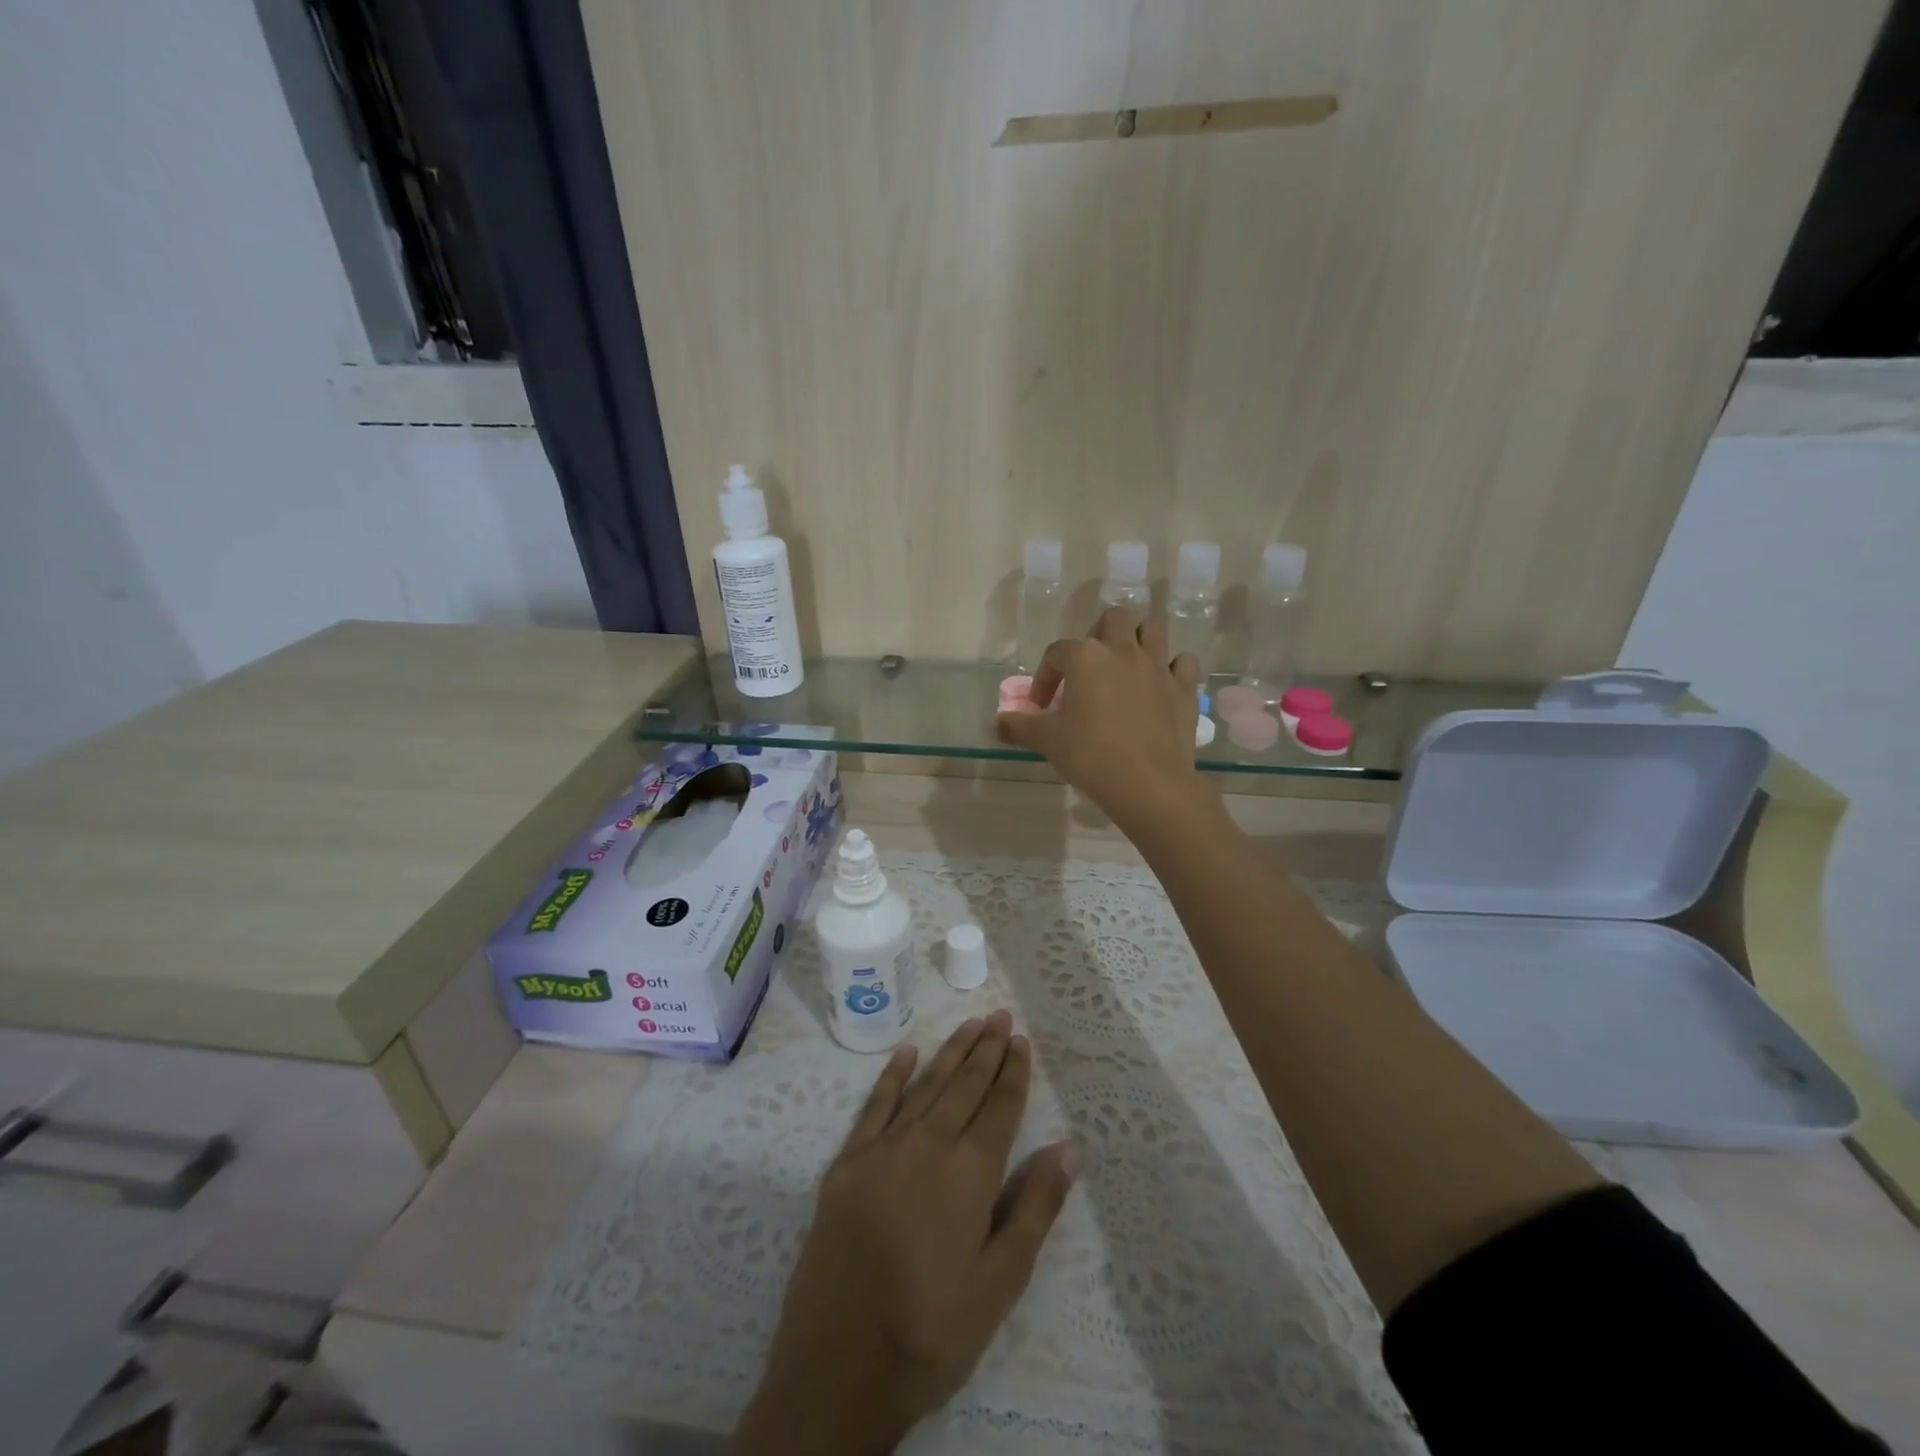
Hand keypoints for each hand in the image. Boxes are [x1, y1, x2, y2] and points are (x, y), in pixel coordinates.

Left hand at [731, 1011, 1077, 1454]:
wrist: (838, 1367)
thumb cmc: (931, 1331)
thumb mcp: (1000, 1283)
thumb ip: (1035, 1208)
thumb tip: (1067, 1147)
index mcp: (970, 1172)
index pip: (999, 1107)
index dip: (1013, 1072)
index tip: (1022, 1041)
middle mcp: (928, 1144)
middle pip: (964, 1085)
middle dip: (986, 1049)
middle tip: (1001, 1016)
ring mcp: (882, 1149)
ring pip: (925, 1085)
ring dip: (950, 1052)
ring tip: (971, 1023)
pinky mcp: (846, 1163)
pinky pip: (874, 1105)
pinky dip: (892, 1076)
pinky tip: (907, 1053)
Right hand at [994, 607, 1205, 829]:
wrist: (1148, 783)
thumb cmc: (1090, 755)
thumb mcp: (1047, 741)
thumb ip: (1018, 727)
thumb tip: (993, 723)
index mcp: (1086, 657)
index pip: (1057, 652)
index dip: (1045, 676)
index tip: (1041, 705)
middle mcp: (1123, 651)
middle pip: (1113, 619)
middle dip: (1098, 635)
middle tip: (1089, 667)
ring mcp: (1158, 666)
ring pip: (1152, 629)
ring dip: (1138, 640)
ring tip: (1125, 666)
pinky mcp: (1184, 688)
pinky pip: (1183, 662)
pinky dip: (1172, 667)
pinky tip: (1160, 685)